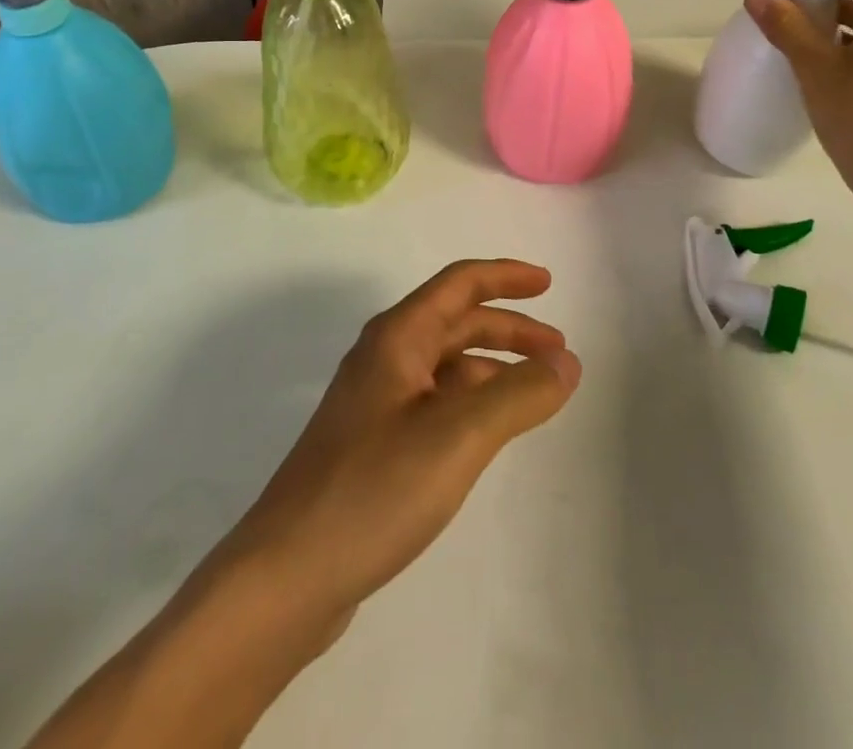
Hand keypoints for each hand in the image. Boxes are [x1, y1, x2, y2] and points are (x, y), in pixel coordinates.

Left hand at [225, 259, 580, 631]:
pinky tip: (487, 433)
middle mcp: (383, 358)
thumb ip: (518, 394)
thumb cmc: (374, 489)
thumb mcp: (459, 436)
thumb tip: (567, 363)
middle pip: (455, 322)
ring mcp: (374, 403)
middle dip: (508, 328)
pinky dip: (470, 402)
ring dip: (491, 367)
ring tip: (533, 392)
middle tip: (558, 351)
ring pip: (445, 365)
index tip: (548, 284)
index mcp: (397, 338)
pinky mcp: (371, 445)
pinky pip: (434, 402)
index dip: (506, 277)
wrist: (286, 575)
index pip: (459, 284)